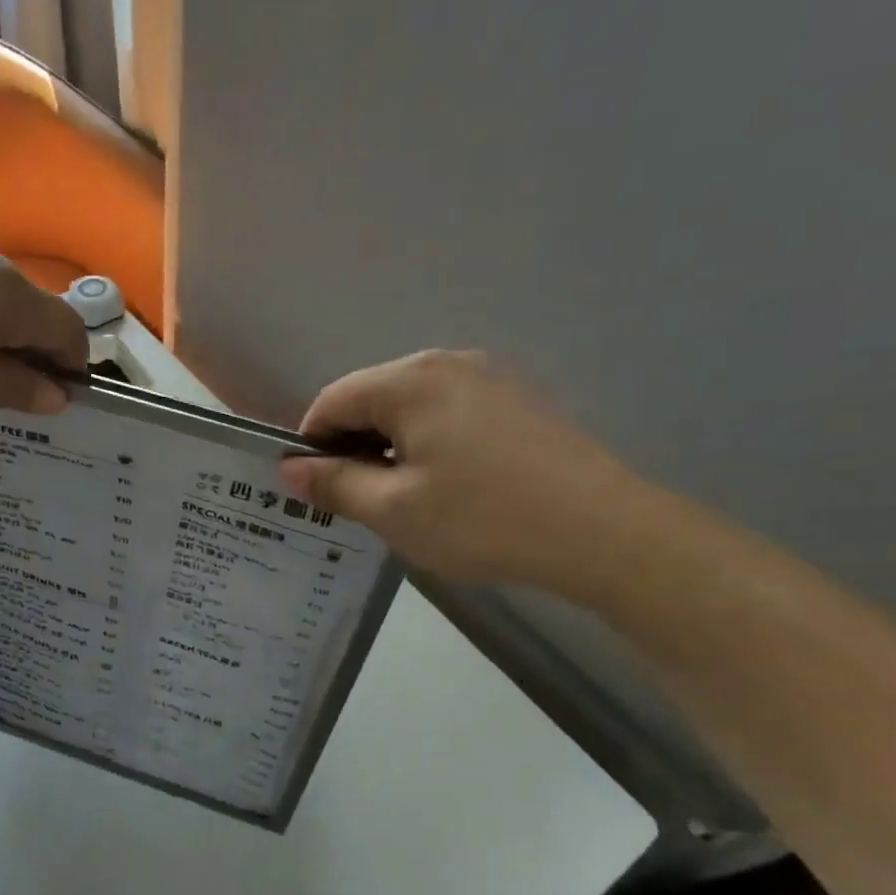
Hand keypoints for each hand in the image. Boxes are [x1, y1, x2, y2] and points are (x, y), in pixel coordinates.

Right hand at [279, 350, 659, 596]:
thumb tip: (291, 468)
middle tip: (358, 501)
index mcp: (410, 380)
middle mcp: (448, 363)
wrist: (604, 532)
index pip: (333, 401)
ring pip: (413, 407)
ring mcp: (491, 377)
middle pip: (373, 398)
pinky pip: (451, 413)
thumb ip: (334, 484)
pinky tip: (450, 486)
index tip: (315, 490)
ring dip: (392, 447)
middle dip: (354, 446)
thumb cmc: (483, 519)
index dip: (311, 445)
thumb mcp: (394, 510)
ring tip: (404, 499)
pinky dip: (431, 443)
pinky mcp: (519, 400)